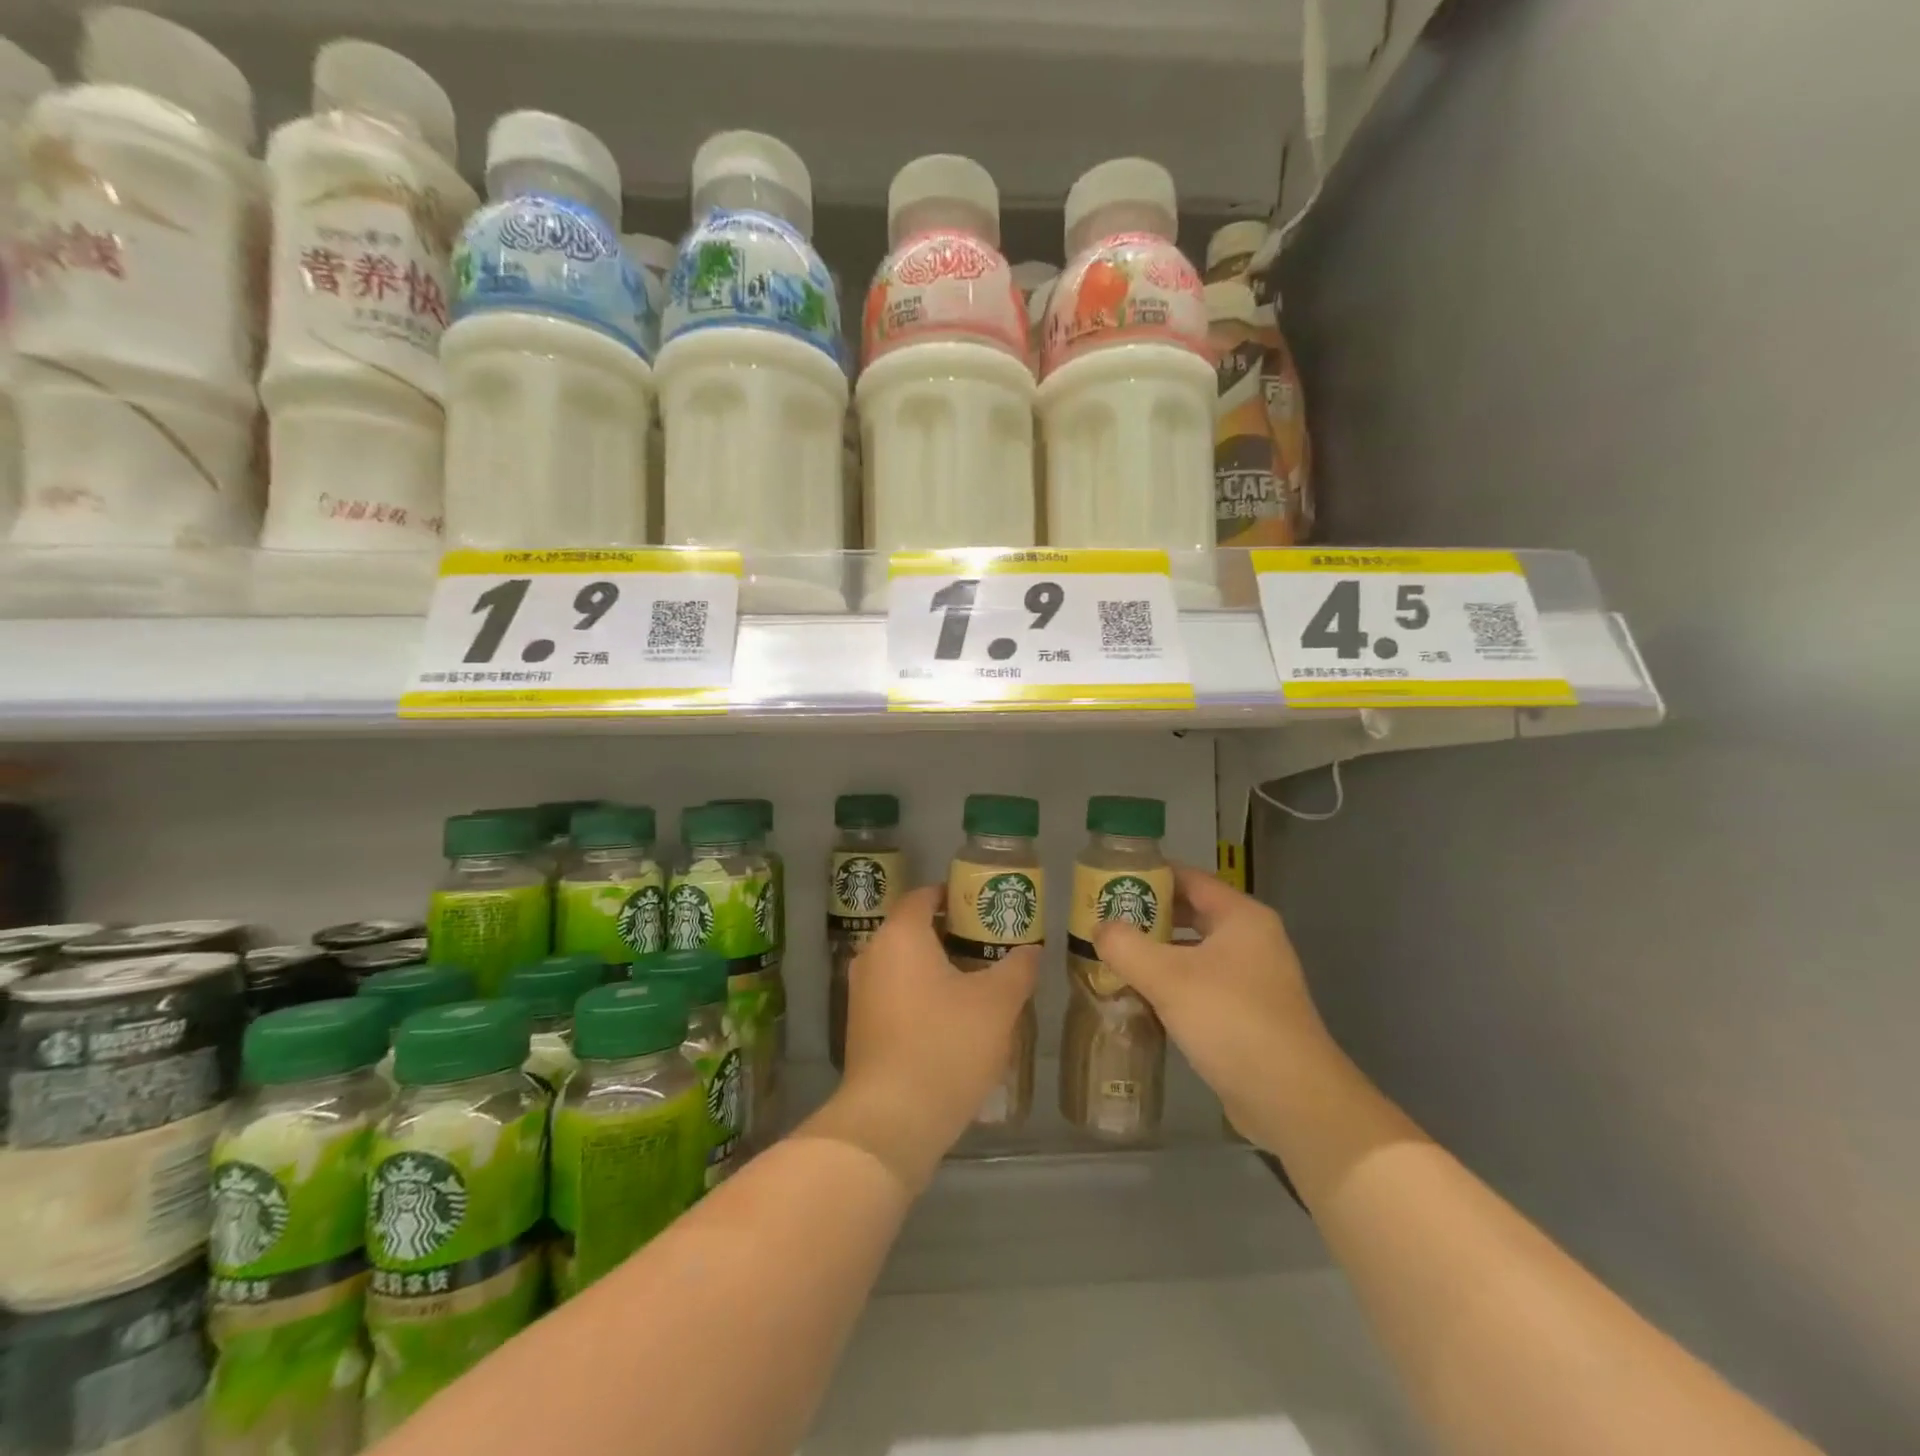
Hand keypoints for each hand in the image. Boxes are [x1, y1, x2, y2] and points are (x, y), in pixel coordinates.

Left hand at [813, 885, 1038, 1189]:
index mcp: (901, 935)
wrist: (892, 1120)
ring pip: (905, 964)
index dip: (955, 895)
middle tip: (991, 944)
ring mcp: (862, 993)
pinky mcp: (861, 1027)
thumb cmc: (946, 1045)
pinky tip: (953, 1018)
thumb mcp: (998, 1003)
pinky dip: (922, 994)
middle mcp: (873, 955)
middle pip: (914, 929)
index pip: (924, 896)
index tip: (985, 906)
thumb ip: (1017, 968)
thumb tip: (1030, 950)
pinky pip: (896, 993)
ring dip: (938, 967)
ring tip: (979, 981)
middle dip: (952, 933)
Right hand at [1091, 865, 1334, 1153]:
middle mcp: (1251, 940)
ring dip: (1156, 953)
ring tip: (1112, 956)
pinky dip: (1171, 985)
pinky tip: (1139, 997)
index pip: (1188, 878)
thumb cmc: (1231, 1021)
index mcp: (1241, 917)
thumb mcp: (1168, 978)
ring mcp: (1253, 979)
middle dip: (1147, 916)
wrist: (1292, 1100)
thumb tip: (1100, 928)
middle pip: (1191, 913)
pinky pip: (1201, 985)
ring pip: (1194, 952)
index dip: (1148, 875)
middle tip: (1103, 920)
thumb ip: (1126, 946)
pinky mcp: (1248, 1014)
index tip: (1109, 881)